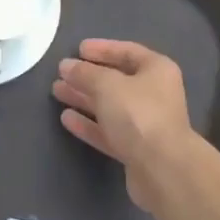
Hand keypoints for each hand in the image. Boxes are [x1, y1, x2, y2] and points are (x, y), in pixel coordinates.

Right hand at [53, 40, 196, 208]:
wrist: (163, 170)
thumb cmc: (138, 114)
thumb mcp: (107, 85)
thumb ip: (85, 73)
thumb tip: (66, 65)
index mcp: (157, 70)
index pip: (127, 51)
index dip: (102, 49)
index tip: (78, 49)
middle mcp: (155, 94)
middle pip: (117, 80)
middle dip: (88, 76)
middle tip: (61, 73)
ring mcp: (146, 123)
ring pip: (110, 106)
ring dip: (84, 98)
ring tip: (57, 91)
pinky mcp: (136, 150)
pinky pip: (108, 131)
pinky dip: (89, 124)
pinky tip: (66, 119)